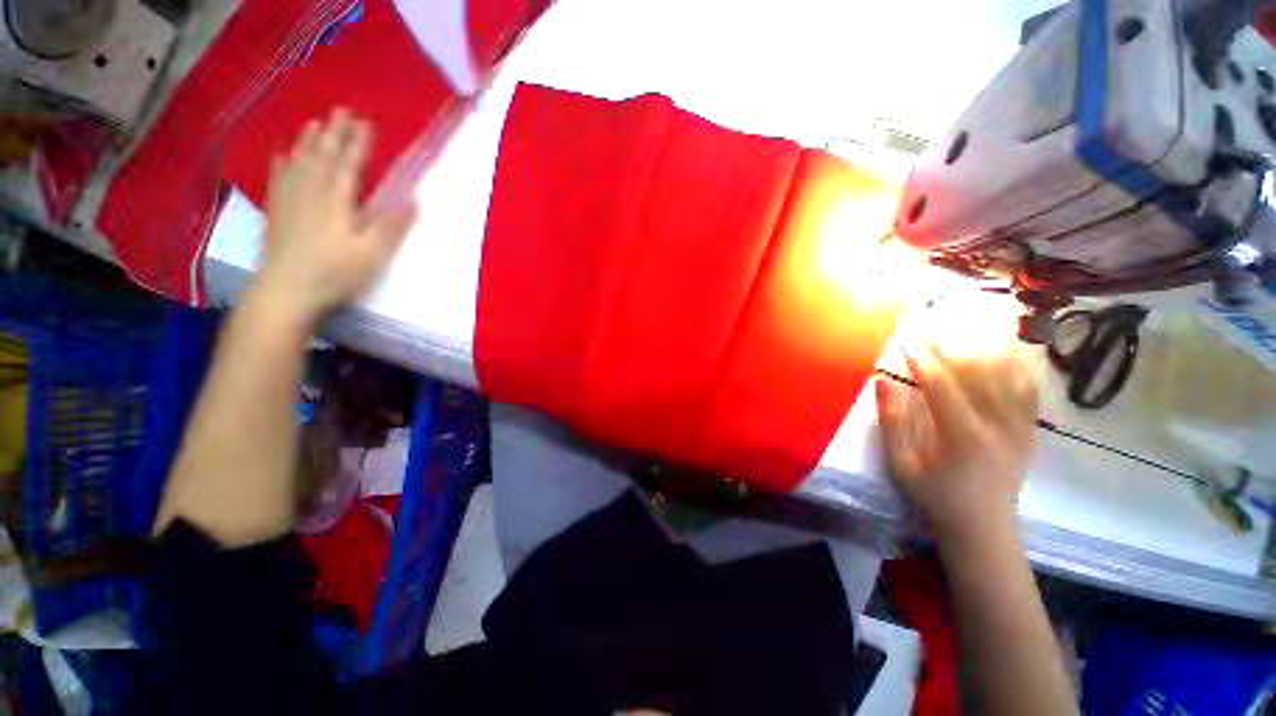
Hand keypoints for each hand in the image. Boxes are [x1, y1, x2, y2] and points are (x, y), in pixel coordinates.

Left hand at [255, 107, 415, 324]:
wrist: (286, 291)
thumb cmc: (336, 273)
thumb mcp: (373, 253)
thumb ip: (393, 225)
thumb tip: (414, 199)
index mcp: (337, 200)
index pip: (350, 164)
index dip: (359, 142)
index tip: (366, 121)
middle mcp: (311, 192)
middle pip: (323, 155)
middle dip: (334, 132)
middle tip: (341, 111)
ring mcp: (290, 200)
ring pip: (299, 161)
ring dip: (308, 141)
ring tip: (314, 123)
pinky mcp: (277, 212)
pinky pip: (278, 178)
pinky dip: (282, 163)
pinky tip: (283, 156)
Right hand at [876, 345, 1037, 545]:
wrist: (984, 527)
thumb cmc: (935, 496)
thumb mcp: (901, 464)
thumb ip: (892, 421)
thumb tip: (883, 380)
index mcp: (965, 437)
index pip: (942, 384)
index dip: (921, 357)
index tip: (905, 337)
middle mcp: (1001, 426)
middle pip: (977, 372)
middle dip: (950, 344)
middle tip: (931, 325)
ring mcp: (1021, 427)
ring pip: (1007, 374)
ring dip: (983, 347)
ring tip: (964, 326)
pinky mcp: (1029, 429)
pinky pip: (1027, 387)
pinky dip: (1016, 364)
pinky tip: (1005, 347)